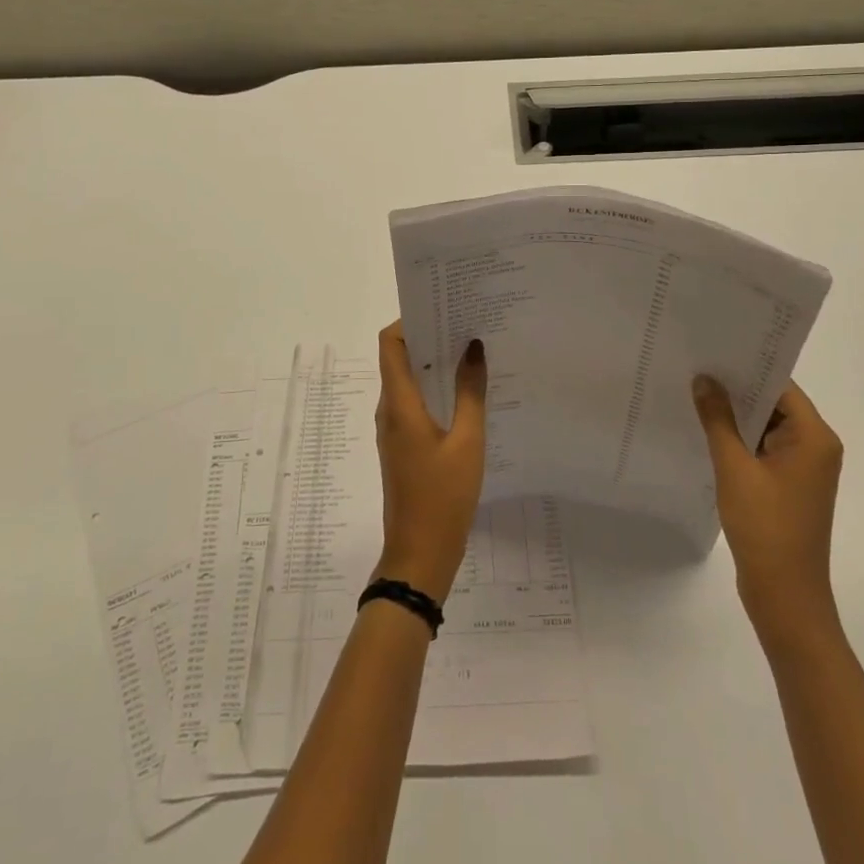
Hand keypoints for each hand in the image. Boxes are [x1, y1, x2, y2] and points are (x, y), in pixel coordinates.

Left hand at [373, 322, 487, 598]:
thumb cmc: (443, 497)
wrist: (419, 554)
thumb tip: (473, 347)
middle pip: (398, 359)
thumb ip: (471, 392)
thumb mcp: (467, 441)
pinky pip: (414, 403)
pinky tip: (466, 392)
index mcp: (399, 404)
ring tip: (471, 351)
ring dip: (433, 364)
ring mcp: (394, 429)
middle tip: (466, 324)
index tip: (441, 308)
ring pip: (407, 382)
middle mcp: (390, 410)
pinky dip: (434, 389)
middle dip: (428, 337)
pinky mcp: (402, 445)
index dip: (409, 320)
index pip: (390, 344)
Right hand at [693, 376, 843, 654]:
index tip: (711, 352)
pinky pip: (762, 449)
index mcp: (814, 438)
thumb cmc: (766, 527)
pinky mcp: (788, 486)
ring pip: (766, 427)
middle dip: (736, 390)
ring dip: (735, 416)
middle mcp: (815, 447)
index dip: (747, 368)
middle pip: (774, 404)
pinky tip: (706, 432)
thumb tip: (704, 379)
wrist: (785, 596)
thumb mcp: (735, 468)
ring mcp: (803, 469)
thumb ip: (718, 420)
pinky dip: (739, 440)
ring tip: (694, 394)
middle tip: (695, 368)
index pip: (780, 386)